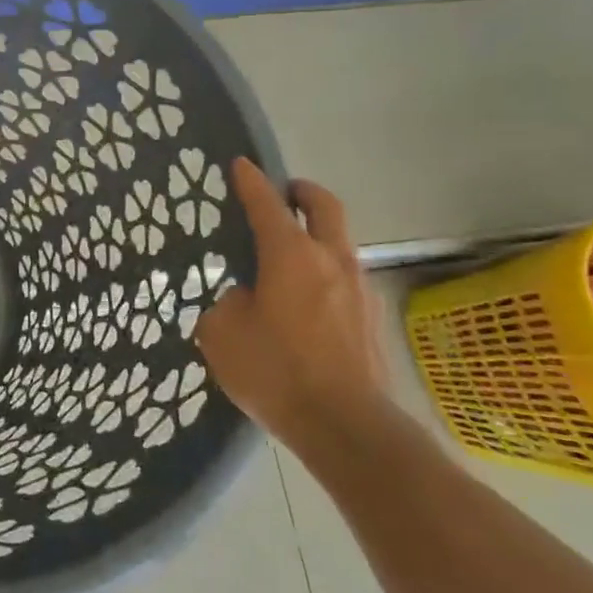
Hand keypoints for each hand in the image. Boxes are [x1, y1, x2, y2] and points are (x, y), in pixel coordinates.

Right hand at [193, 158, 389, 464]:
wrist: (347, 428)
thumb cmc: (275, 371)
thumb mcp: (222, 334)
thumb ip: (227, 305)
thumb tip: (245, 299)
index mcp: (290, 256)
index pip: (266, 203)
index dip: (250, 181)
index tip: (241, 164)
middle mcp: (330, 261)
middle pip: (324, 207)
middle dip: (302, 191)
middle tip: (283, 191)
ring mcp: (359, 290)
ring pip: (339, 243)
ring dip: (316, 234)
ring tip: (288, 252)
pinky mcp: (371, 320)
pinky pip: (345, 279)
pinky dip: (324, 272)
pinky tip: (304, 300)